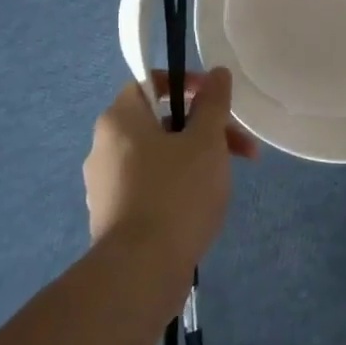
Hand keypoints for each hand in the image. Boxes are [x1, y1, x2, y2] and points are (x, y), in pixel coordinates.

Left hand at [83, 68, 257, 271]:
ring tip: (228, 181)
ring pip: (158, 156)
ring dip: (196, 158)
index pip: (149, 82)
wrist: (141, 271)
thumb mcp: (206, 140)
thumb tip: (217, 73)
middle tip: (240, 148)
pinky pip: (150, 187)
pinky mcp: (113, 217)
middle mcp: (104, 146)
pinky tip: (201, 207)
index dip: (186, 83)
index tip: (217, 99)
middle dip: (204, 129)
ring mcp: (105, 185)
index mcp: (120, 119)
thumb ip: (213, 103)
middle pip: (160, 122)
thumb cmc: (176, 192)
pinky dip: (177, 186)